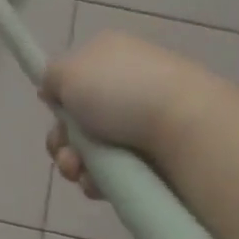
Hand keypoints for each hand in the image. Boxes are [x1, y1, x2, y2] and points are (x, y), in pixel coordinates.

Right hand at [40, 30, 217, 195]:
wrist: (188, 129)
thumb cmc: (121, 92)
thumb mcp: (67, 71)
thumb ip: (50, 77)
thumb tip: (53, 91)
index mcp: (110, 54)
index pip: (73, 77)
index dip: (58, 99)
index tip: (54, 112)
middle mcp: (128, 84)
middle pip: (78, 118)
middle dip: (62, 140)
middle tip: (65, 152)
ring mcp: (145, 120)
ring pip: (92, 149)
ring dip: (75, 163)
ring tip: (80, 172)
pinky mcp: (158, 154)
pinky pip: (115, 171)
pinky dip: (100, 180)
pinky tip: (99, 184)